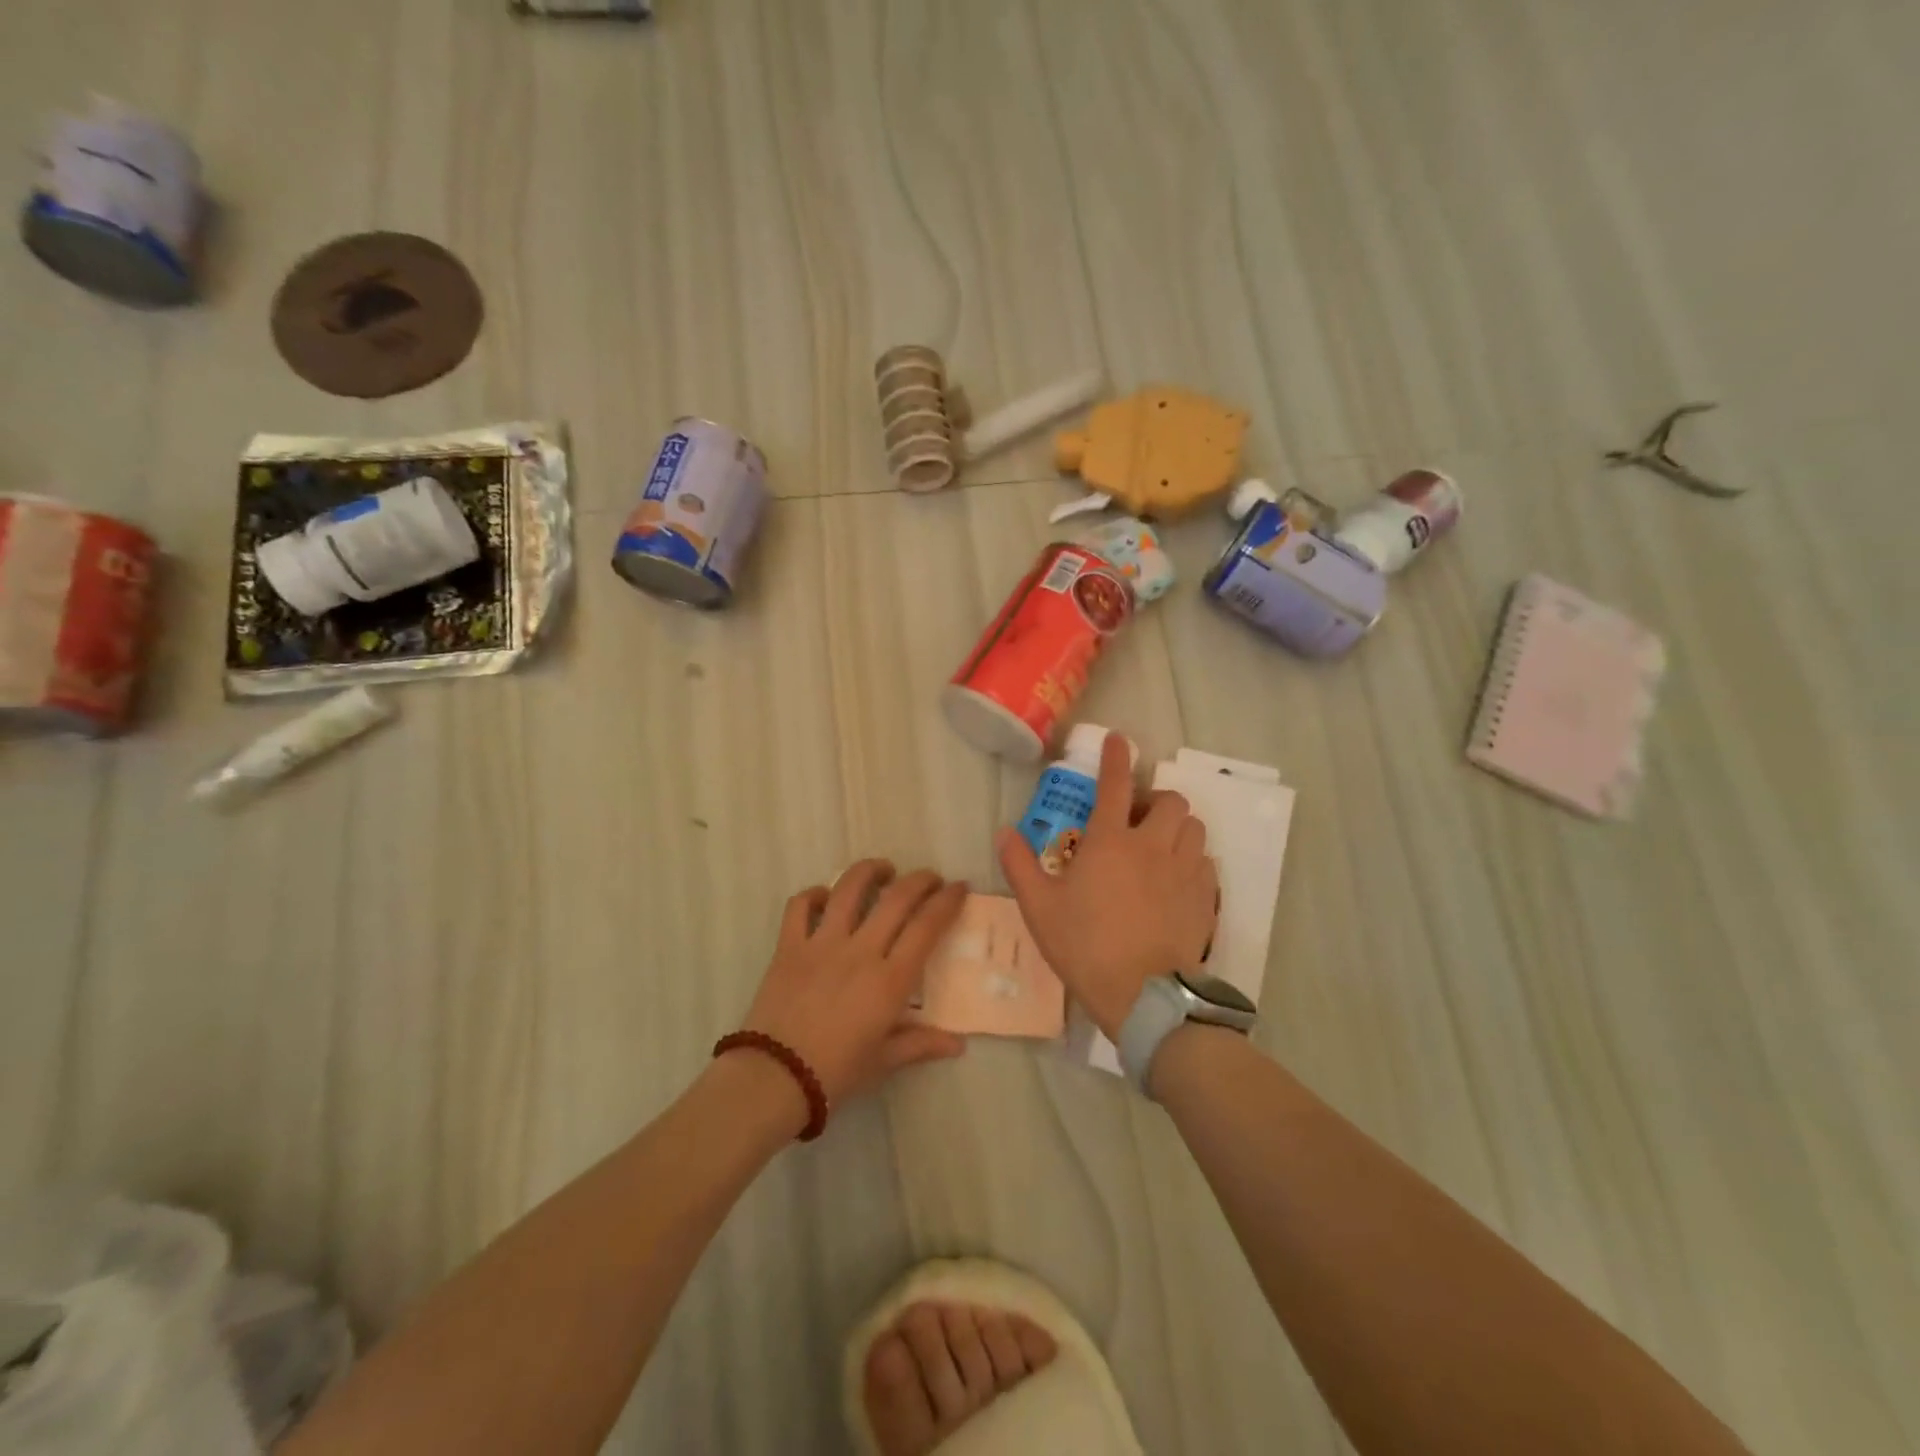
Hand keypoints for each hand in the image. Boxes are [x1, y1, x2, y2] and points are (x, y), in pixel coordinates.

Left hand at [739, 860, 968, 1105]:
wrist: (774, 1079)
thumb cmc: (836, 1074)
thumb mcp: (884, 1061)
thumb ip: (921, 1044)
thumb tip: (958, 1044)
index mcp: (889, 980)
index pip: (927, 926)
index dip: (947, 901)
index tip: (959, 887)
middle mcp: (860, 951)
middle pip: (897, 898)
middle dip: (920, 880)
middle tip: (931, 878)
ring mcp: (821, 944)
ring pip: (849, 889)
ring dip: (870, 871)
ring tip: (883, 869)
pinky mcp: (788, 946)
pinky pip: (800, 906)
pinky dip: (814, 894)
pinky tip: (824, 896)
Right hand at [997, 732, 1217, 1039]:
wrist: (1142, 995)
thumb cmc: (1085, 946)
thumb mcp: (1039, 907)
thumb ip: (1019, 865)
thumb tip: (1004, 832)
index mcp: (1111, 842)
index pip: (1116, 784)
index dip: (1117, 757)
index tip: (1119, 740)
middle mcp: (1153, 846)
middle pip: (1170, 801)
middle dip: (1155, 800)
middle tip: (1137, 819)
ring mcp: (1185, 871)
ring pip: (1194, 828)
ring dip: (1177, 827)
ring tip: (1159, 846)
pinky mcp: (1205, 898)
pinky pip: (1206, 863)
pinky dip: (1192, 860)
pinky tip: (1176, 880)